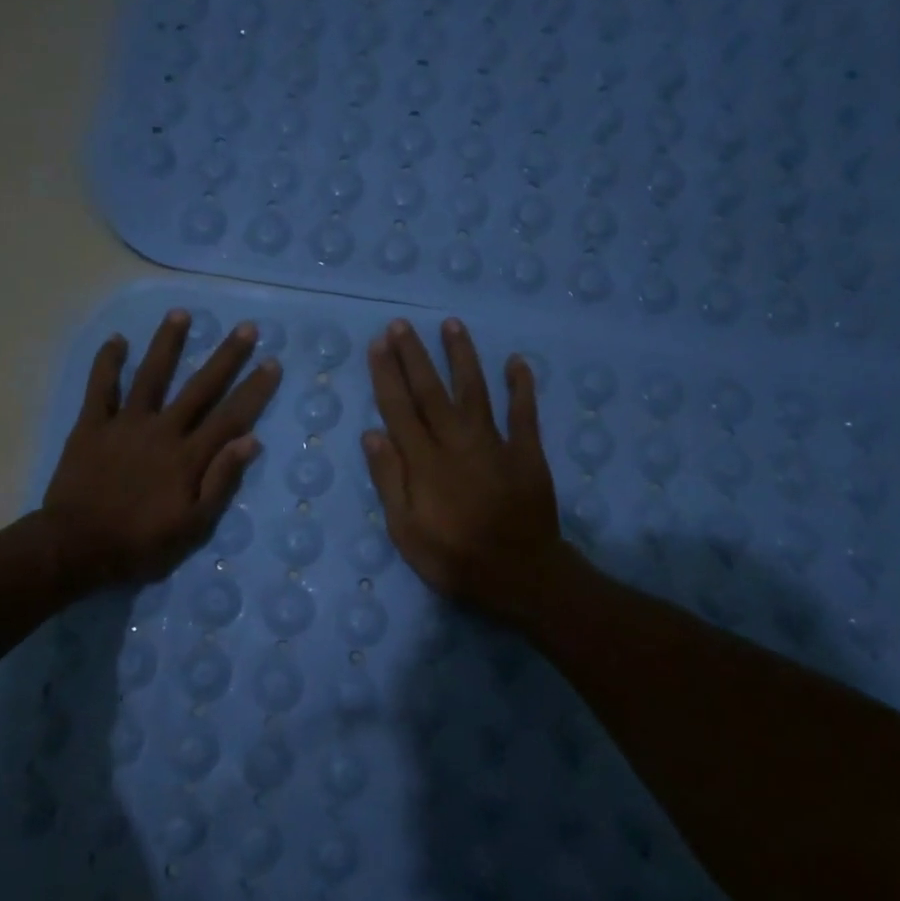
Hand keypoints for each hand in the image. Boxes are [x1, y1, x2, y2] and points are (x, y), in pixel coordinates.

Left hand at [42, 309, 280, 589]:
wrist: (76, 546)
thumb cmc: (140, 543)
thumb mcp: (192, 526)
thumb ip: (220, 482)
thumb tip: (250, 441)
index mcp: (188, 457)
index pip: (230, 417)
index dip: (254, 390)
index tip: (272, 363)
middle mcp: (162, 430)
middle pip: (199, 387)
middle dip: (225, 357)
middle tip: (246, 327)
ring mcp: (125, 424)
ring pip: (151, 376)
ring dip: (167, 344)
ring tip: (181, 314)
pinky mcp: (91, 426)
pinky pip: (100, 388)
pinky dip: (107, 363)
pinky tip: (117, 340)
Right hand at [362, 317, 566, 622]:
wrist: (521, 575)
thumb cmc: (455, 559)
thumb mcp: (406, 531)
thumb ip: (390, 480)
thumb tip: (372, 433)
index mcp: (425, 462)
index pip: (399, 409)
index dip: (387, 375)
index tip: (378, 345)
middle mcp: (456, 442)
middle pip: (431, 391)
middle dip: (414, 356)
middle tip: (401, 324)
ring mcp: (495, 444)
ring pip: (475, 390)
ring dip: (462, 356)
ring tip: (452, 325)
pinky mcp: (527, 453)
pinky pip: (524, 413)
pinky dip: (522, 386)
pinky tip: (517, 362)